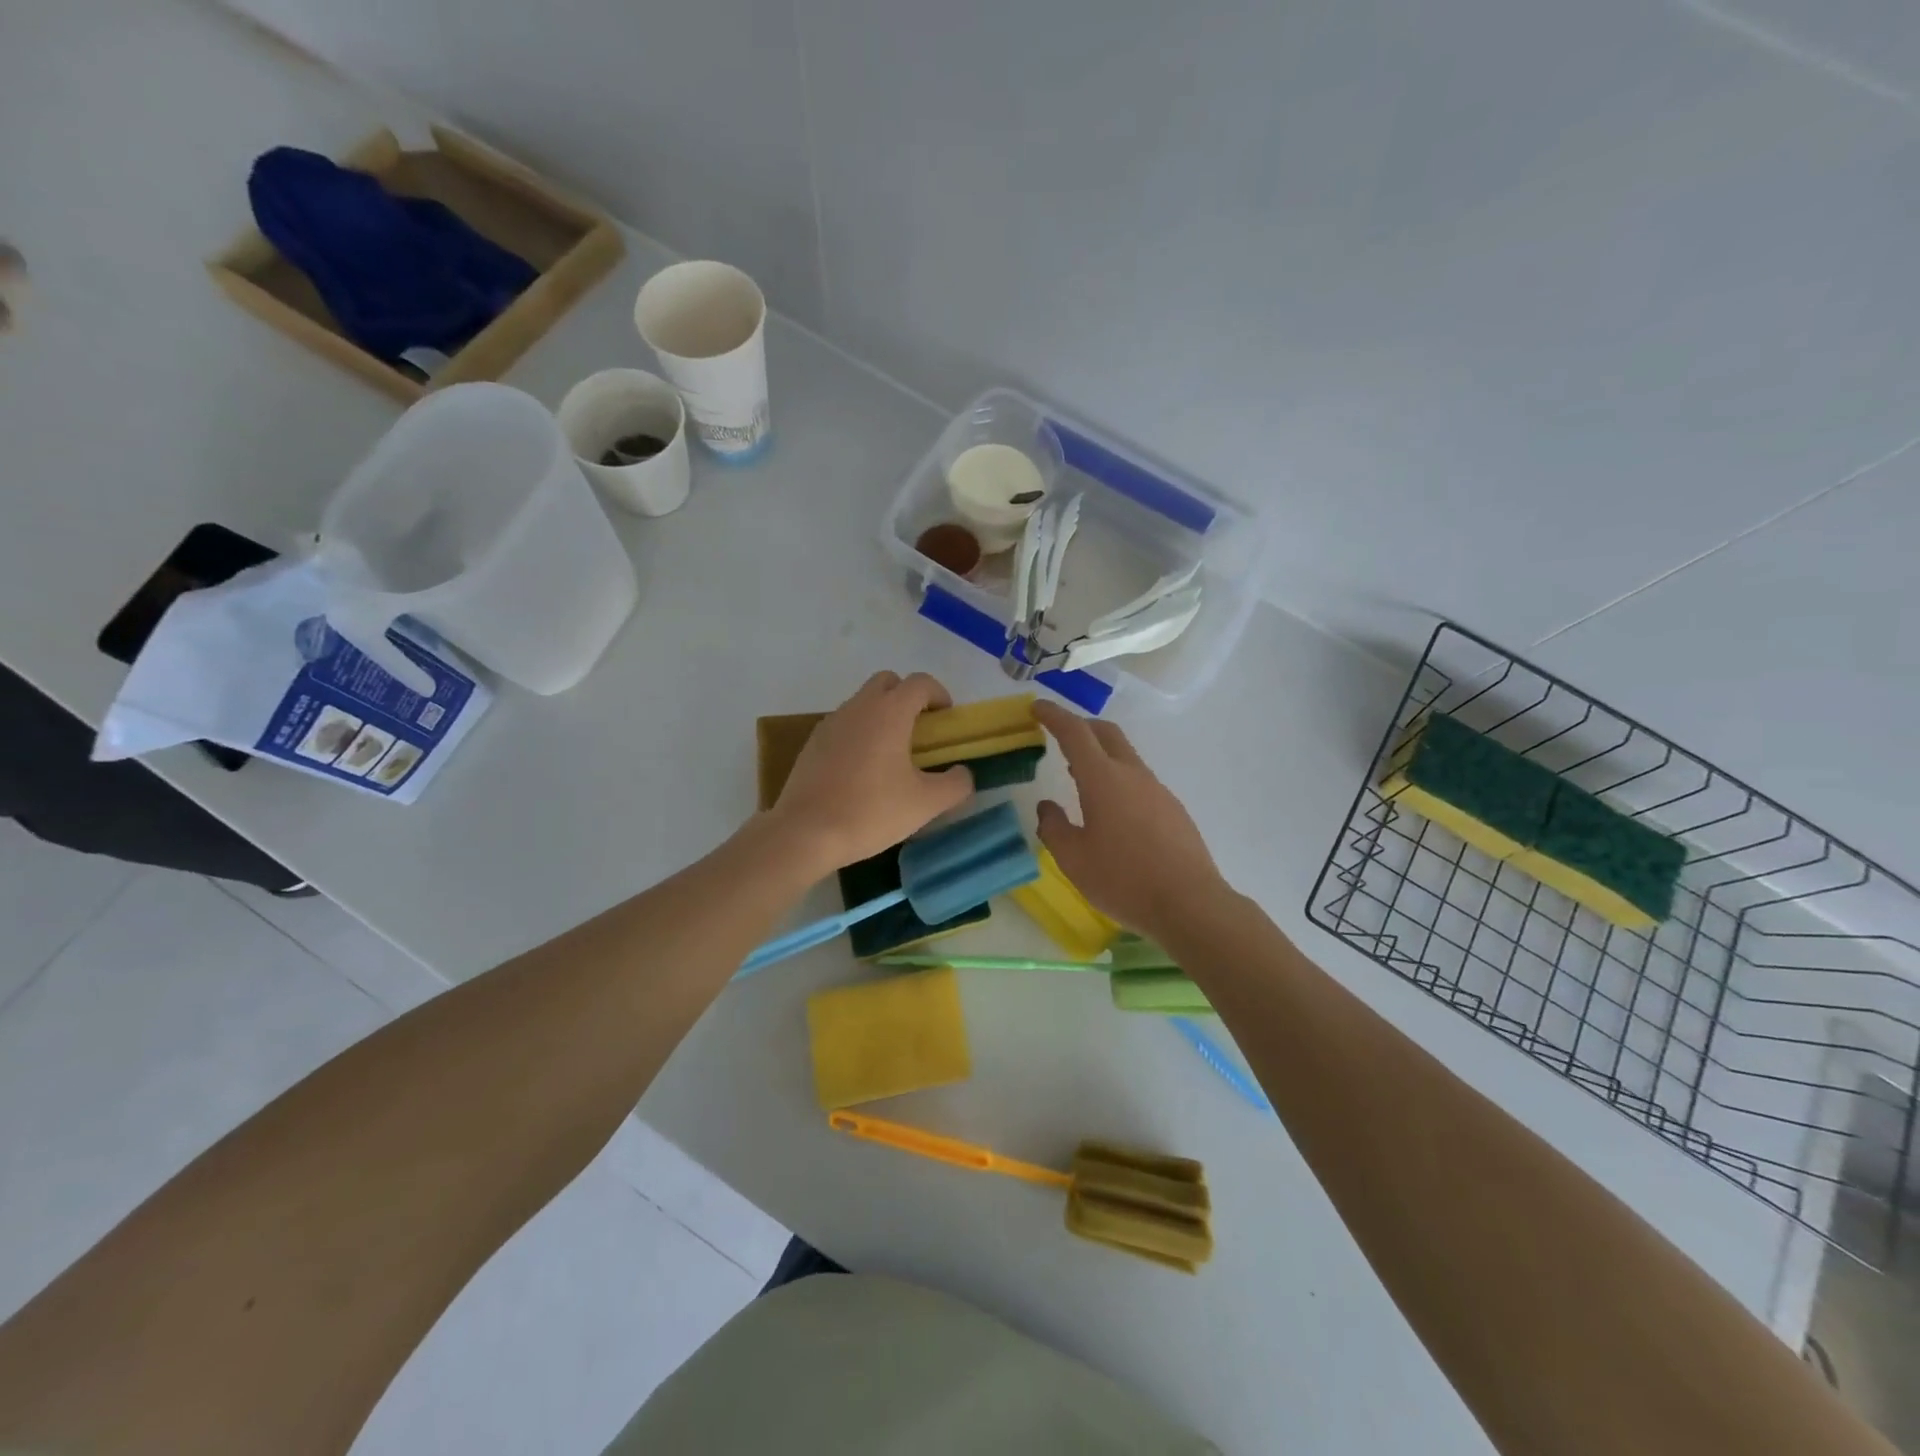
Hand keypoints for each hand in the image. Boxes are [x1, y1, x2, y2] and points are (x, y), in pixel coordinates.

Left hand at [767, 672, 974, 874]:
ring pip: (862, 703)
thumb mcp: (926, 804)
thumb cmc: (871, 811)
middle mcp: (859, 707)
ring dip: (882, 715)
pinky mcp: (812, 743)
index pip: (920, 683)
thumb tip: (963, 773)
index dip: (939, 695)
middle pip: (888, 682)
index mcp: (889, 712)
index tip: (946, 720)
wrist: (805, 832)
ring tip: (892, 755)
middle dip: (907, 697)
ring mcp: (831, 722)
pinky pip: (844, 725)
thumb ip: (956, 784)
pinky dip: (859, 734)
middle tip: (919, 732)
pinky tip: (862, 770)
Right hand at [1033, 701, 1226, 941]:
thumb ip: (1054, 828)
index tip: (1037, 707)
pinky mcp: (1173, 808)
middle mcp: (1132, 774)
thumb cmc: (1124, 880)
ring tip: (1079, 776)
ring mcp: (1157, 790)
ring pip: (1125, 756)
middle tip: (1059, 734)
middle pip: (1106, 733)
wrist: (1190, 904)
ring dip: (1100, 754)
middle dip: (1080, 726)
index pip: (1074, 732)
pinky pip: (1139, 780)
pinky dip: (1118, 778)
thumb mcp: (1074, 859)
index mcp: (1103, 779)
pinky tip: (1112, 810)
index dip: (1053, 715)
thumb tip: (1047, 808)